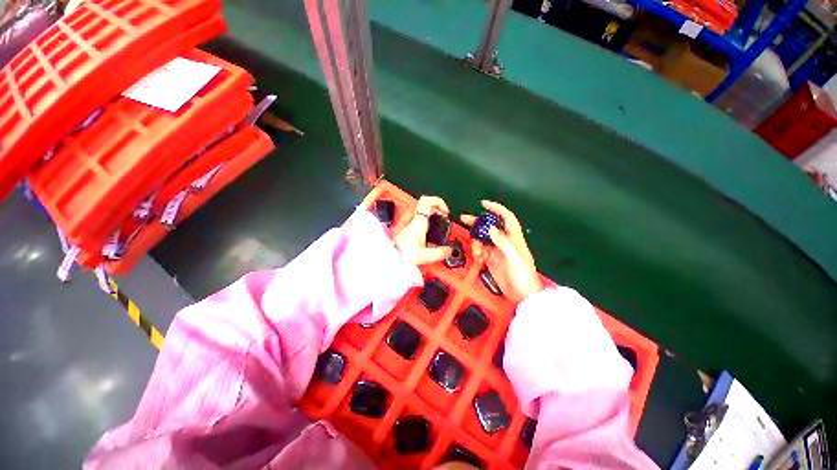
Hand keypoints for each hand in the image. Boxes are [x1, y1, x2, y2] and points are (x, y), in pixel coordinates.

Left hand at [395, 196, 453, 265]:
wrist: (390, 255)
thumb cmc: (403, 253)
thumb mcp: (425, 255)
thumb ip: (439, 253)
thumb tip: (448, 250)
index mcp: (418, 222)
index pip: (427, 201)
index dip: (439, 202)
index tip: (445, 211)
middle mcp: (412, 218)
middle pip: (426, 203)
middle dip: (437, 208)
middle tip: (443, 216)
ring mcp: (408, 220)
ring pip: (421, 209)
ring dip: (431, 212)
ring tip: (437, 221)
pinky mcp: (405, 224)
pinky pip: (417, 216)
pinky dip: (425, 218)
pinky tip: (428, 228)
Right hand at [462, 201, 542, 304]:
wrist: (522, 296)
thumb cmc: (523, 276)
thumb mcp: (514, 257)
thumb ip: (503, 242)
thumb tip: (490, 227)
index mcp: (514, 238)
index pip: (506, 218)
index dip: (496, 209)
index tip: (483, 204)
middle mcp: (504, 242)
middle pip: (489, 227)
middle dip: (477, 223)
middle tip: (464, 219)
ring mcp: (497, 251)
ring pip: (482, 239)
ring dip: (476, 243)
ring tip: (476, 253)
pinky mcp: (491, 260)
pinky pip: (480, 251)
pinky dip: (477, 253)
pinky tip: (478, 259)